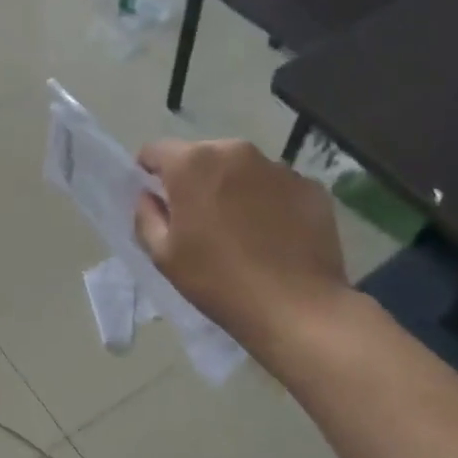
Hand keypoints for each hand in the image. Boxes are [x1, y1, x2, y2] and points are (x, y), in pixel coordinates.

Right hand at [133, 138, 353, 362]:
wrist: (294, 306)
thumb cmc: (217, 280)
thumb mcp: (163, 255)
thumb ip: (147, 216)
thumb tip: (149, 196)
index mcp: (193, 164)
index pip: (156, 150)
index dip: (149, 173)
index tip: (155, 200)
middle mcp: (236, 152)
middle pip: (202, 156)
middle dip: (194, 181)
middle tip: (197, 221)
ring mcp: (279, 167)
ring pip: (241, 170)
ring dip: (232, 190)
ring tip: (238, 231)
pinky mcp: (310, 186)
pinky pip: (275, 187)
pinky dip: (267, 203)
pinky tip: (271, 237)